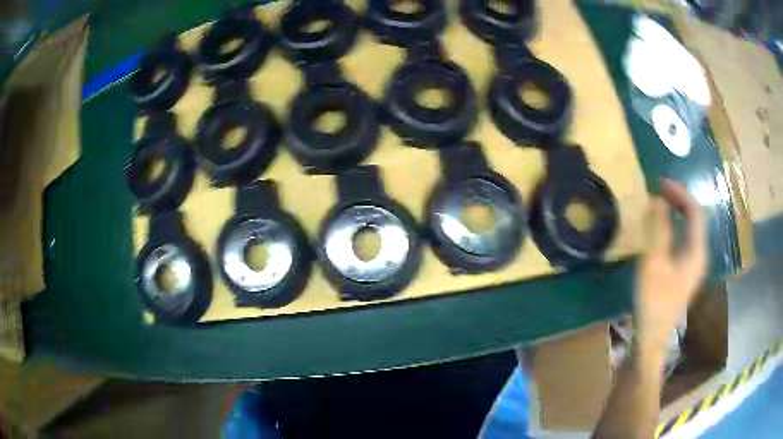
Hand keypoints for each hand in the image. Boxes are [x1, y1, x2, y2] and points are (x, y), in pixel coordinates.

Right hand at [634, 179, 707, 352]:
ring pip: (691, 228)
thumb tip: (659, 200)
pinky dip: (676, 226)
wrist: (653, 336)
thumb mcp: (653, 263)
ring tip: (661, 203)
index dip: (680, 193)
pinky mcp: (687, 271)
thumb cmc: (653, 301)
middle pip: (696, 218)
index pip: (695, 212)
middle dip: (679, 200)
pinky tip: (664, 228)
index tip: (661, 183)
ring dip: (678, 212)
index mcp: (696, 252)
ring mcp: (695, 264)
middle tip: (659, 190)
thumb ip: (659, 230)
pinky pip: (686, 239)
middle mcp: (700, 254)